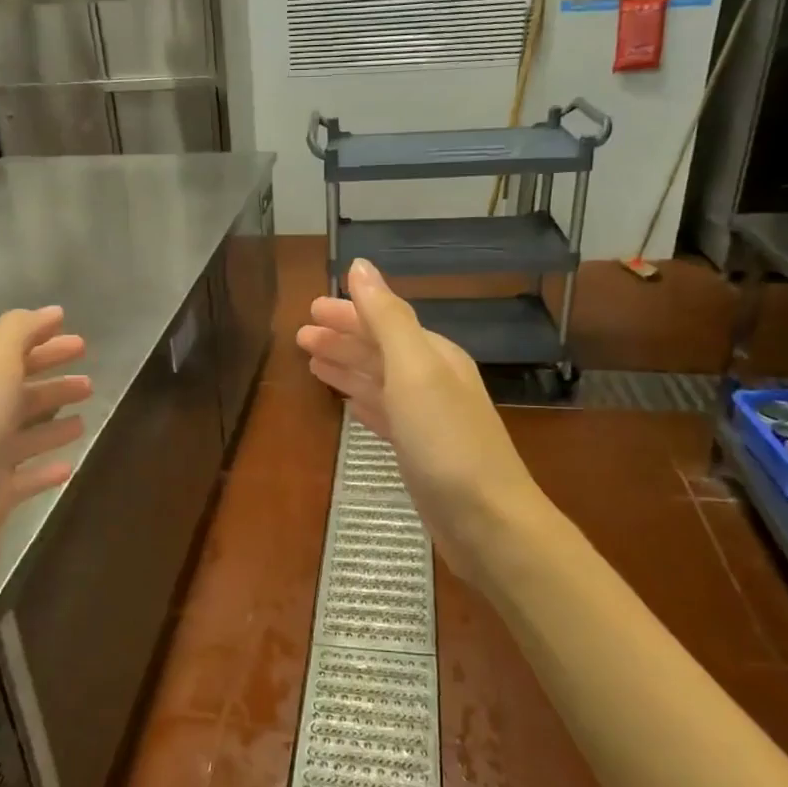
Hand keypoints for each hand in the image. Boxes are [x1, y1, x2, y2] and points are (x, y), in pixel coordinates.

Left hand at [0, 307, 90, 598]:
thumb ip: (16, 336)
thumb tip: (46, 312)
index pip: (10, 353)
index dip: (42, 342)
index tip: (77, 337)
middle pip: (19, 392)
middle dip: (52, 381)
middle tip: (88, 379)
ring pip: (26, 433)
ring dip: (54, 421)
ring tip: (86, 415)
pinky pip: (27, 477)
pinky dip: (46, 468)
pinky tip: (69, 466)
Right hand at [296, 261, 538, 575]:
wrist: (486, 520)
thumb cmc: (446, 441)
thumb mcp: (414, 369)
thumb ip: (387, 318)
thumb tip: (360, 266)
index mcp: (432, 355)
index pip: (383, 321)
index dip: (348, 312)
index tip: (310, 308)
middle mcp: (431, 380)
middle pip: (379, 350)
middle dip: (342, 339)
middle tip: (301, 336)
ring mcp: (426, 418)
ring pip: (378, 382)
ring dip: (347, 368)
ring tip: (313, 363)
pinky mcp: (419, 452)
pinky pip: (383, 414)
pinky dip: (363, 403)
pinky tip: (348, 403)